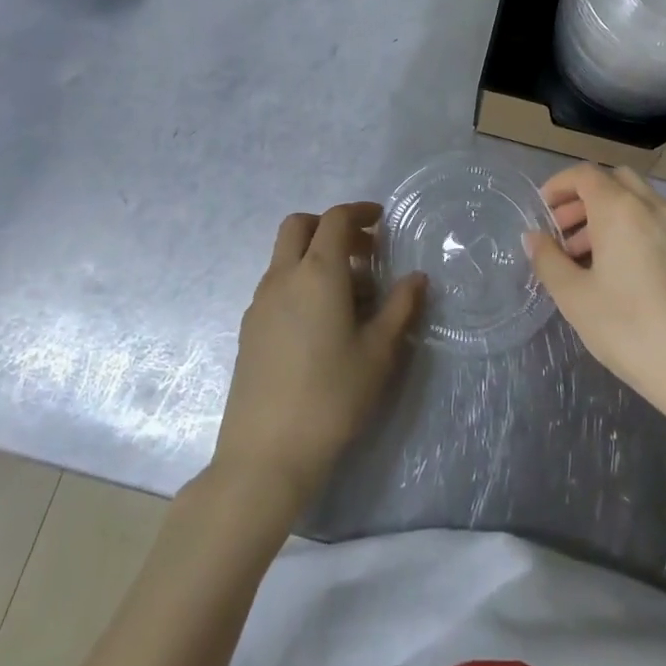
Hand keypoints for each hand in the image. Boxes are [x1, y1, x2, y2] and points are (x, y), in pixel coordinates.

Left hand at [212, 203, 423, 510]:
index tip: (381, 220)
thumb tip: (417, 278)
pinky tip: (321, 322)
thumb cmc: (332, 396)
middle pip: (299, 226)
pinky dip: (300, 282)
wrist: (266, 453)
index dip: (359, 212)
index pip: (335, 220)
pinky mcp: (249, 329)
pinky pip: (276, 285)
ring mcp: (259, 303)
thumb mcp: (379, 352)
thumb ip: (400, 307)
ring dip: (315, 256)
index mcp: (317, 273)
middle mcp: (283, 277)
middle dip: (330, 226)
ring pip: (285, 257)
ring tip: (350, 294)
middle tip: (363, 251)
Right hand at [525, 164, 665, 436]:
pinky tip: (623, 274)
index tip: (543, 210)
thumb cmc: (630, 330)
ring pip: (639, 203)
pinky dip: (634, 231)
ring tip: (587, 259)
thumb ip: (549, 260)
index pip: (585, 175)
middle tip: (563, 233)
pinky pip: (659, 225)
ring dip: (609, 217)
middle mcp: (655, 207)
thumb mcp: (575, 298)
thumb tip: (535, 237)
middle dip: (585, 199)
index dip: (559, 185)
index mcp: (621, 210)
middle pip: (615, 182)